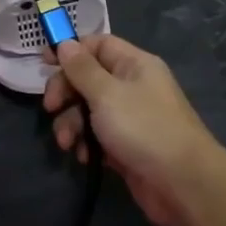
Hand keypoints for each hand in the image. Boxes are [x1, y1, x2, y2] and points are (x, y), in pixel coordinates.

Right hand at [43, 34, 225, 225]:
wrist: (182, 183)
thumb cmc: (143, 128)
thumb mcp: (106, 93)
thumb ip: (82, 69)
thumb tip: (65, 43)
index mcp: (134, 64)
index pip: (98, 45)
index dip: (71, 51)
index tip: (44, 63)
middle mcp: (133, 86)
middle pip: (88, 78)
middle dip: (66, 93)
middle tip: (51, 108)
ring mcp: (131, 118)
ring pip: (89, 110)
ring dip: (72, 124)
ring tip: (67, 143)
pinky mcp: (127, 146)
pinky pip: (98, 137)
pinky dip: (87, 144)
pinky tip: (85, 157)